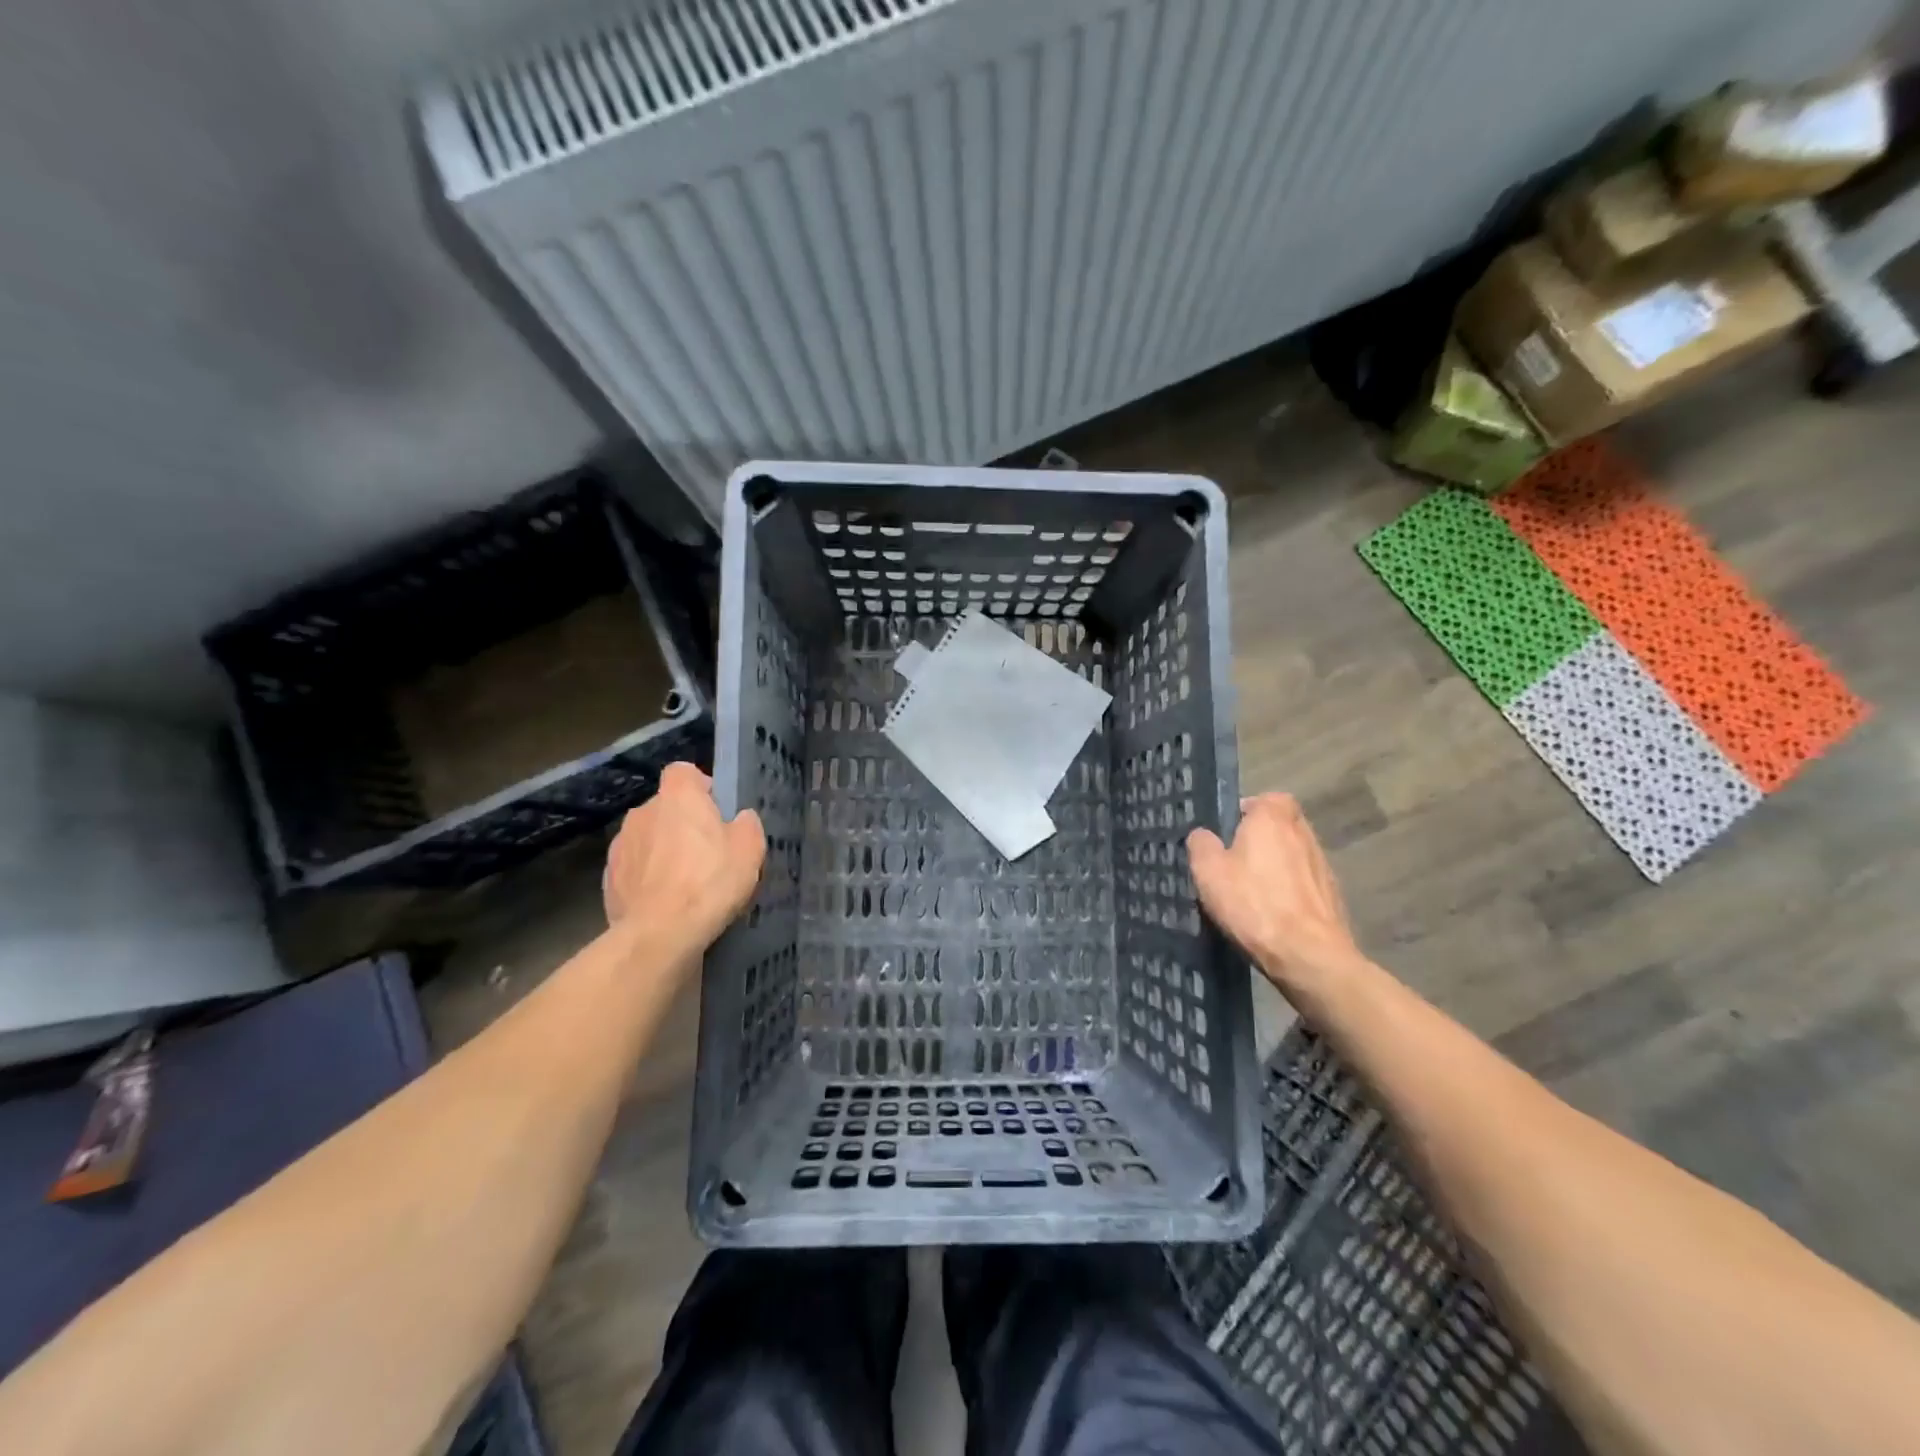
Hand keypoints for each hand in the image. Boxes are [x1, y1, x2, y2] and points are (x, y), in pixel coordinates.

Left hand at [604, 763, 764, 949]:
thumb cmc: (710, 881)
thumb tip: (739, 819)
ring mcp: (620, 845)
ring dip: (662, 850)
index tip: (716, 809)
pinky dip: (647, 878)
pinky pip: (634, 868)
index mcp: (678, 796)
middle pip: (666, 807)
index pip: (683, 771)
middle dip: (682, 823)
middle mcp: (643, 811)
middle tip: (707, 851)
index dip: (700, 786)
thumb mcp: (750, 850)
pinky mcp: (608, 878)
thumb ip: (747, 825)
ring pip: (648, 837)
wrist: (659, 934)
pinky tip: (664, 902)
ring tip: (684, 882)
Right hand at [1188, 793, 1362, 991]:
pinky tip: (1273, 913)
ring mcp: (1322, 864)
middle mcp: (1303, 833)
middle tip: (1235, 862)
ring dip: (1277, 865)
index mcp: (1273, 818)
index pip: (1266, 798)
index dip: (1247, 811)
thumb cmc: (1253, 904)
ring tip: (1252, 891)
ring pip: (1294, 854)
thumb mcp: (1208, 871)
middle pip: (1281, 825)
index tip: (1228, 832)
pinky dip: (1290, 890)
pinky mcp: (1332, 895)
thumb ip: (1201, 844)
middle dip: (1261, 838)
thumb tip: (1204, 835)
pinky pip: (1304, 882)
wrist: (1308, 954)